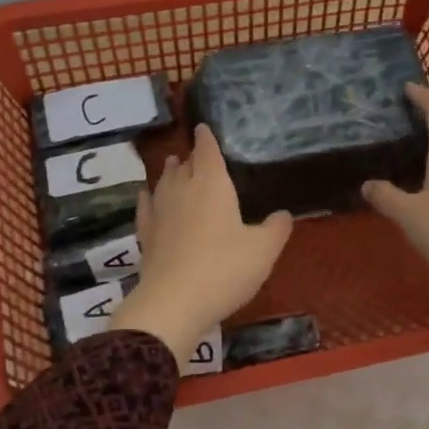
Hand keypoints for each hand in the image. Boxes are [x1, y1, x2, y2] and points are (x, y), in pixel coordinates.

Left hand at [111, 124, 293, 361]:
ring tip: (173, 164)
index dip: (207, 138)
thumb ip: (276, 229)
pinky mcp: (145, 235)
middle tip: (196, 152)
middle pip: (185, 165)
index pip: (207, 151)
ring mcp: (160, 212)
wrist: (174, 302)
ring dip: (170, 172)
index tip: (203, 126)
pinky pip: (146, 207)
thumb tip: (283, 214)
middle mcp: (182, 190)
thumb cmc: (225, 269)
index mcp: (212, 184)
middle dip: (191, 156)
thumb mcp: (263, 251)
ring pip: (164, 182)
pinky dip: (148, 198)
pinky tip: (146, 196)